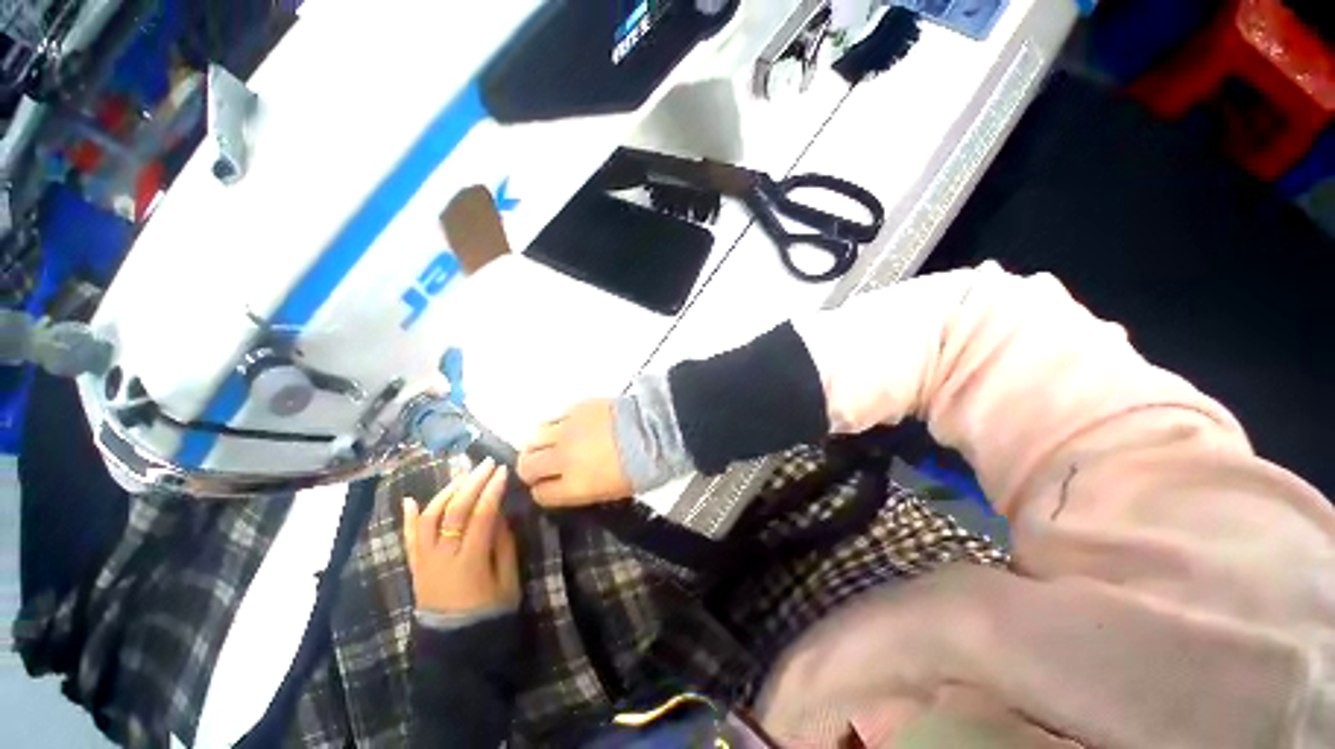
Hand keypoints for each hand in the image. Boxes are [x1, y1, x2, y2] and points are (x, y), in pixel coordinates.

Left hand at [402, 459, 519, 614]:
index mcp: (470, 562)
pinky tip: (411, 499)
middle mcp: (442, 558)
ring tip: (463, 474)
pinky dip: (409, 518)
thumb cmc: (490, 613)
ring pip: (429, 518)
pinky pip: (408, 539)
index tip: (503, 470)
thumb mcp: (508, 580)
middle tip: (486, 463)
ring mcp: (424, 562)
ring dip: (446, 491)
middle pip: (454, 511)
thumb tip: (500, 512)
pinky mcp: (415, 567)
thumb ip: (504, 544)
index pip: (481, 516)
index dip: (492, 490)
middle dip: (472, 482)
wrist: (455, 647)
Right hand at [516, 399, 631, 506]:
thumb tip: (569, 485)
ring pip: (533, 438)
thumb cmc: (641, 467)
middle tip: (540, 467)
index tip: (548, 488)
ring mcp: (567, 430)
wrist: (655, 430)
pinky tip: (564, 428)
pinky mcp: (575, 408)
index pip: (541, 494)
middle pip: (527, 466)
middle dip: (530, 470)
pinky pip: (552, 417)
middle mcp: (563, 458)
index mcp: (574, 486)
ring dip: (537, 445)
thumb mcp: (613, 491)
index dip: (543, 492)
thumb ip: (583, 490)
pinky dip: (553, 426)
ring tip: (548, 446)